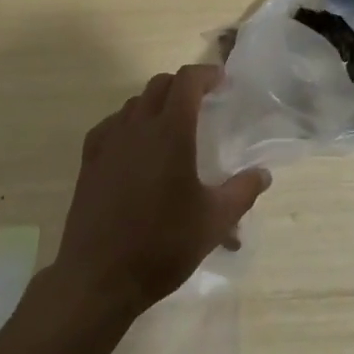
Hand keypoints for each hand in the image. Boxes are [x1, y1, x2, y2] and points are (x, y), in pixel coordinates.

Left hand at [52, 64, 270, 315]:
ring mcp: (110, 141)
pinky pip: (111, 125)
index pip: (187, 80)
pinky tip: (134, 148)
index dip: (206, 74)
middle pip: (160, 84)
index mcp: (171, 130)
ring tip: (170, 127)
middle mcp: (138, 125)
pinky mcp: (90, 160)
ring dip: (156, 104)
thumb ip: (242, 192)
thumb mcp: (213, 222)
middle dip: (182, 86)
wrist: (98, 279)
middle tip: (200, 103)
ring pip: (135, 103)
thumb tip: (263, 174)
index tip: (221, 82)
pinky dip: (128, 124)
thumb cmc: (161, 245)